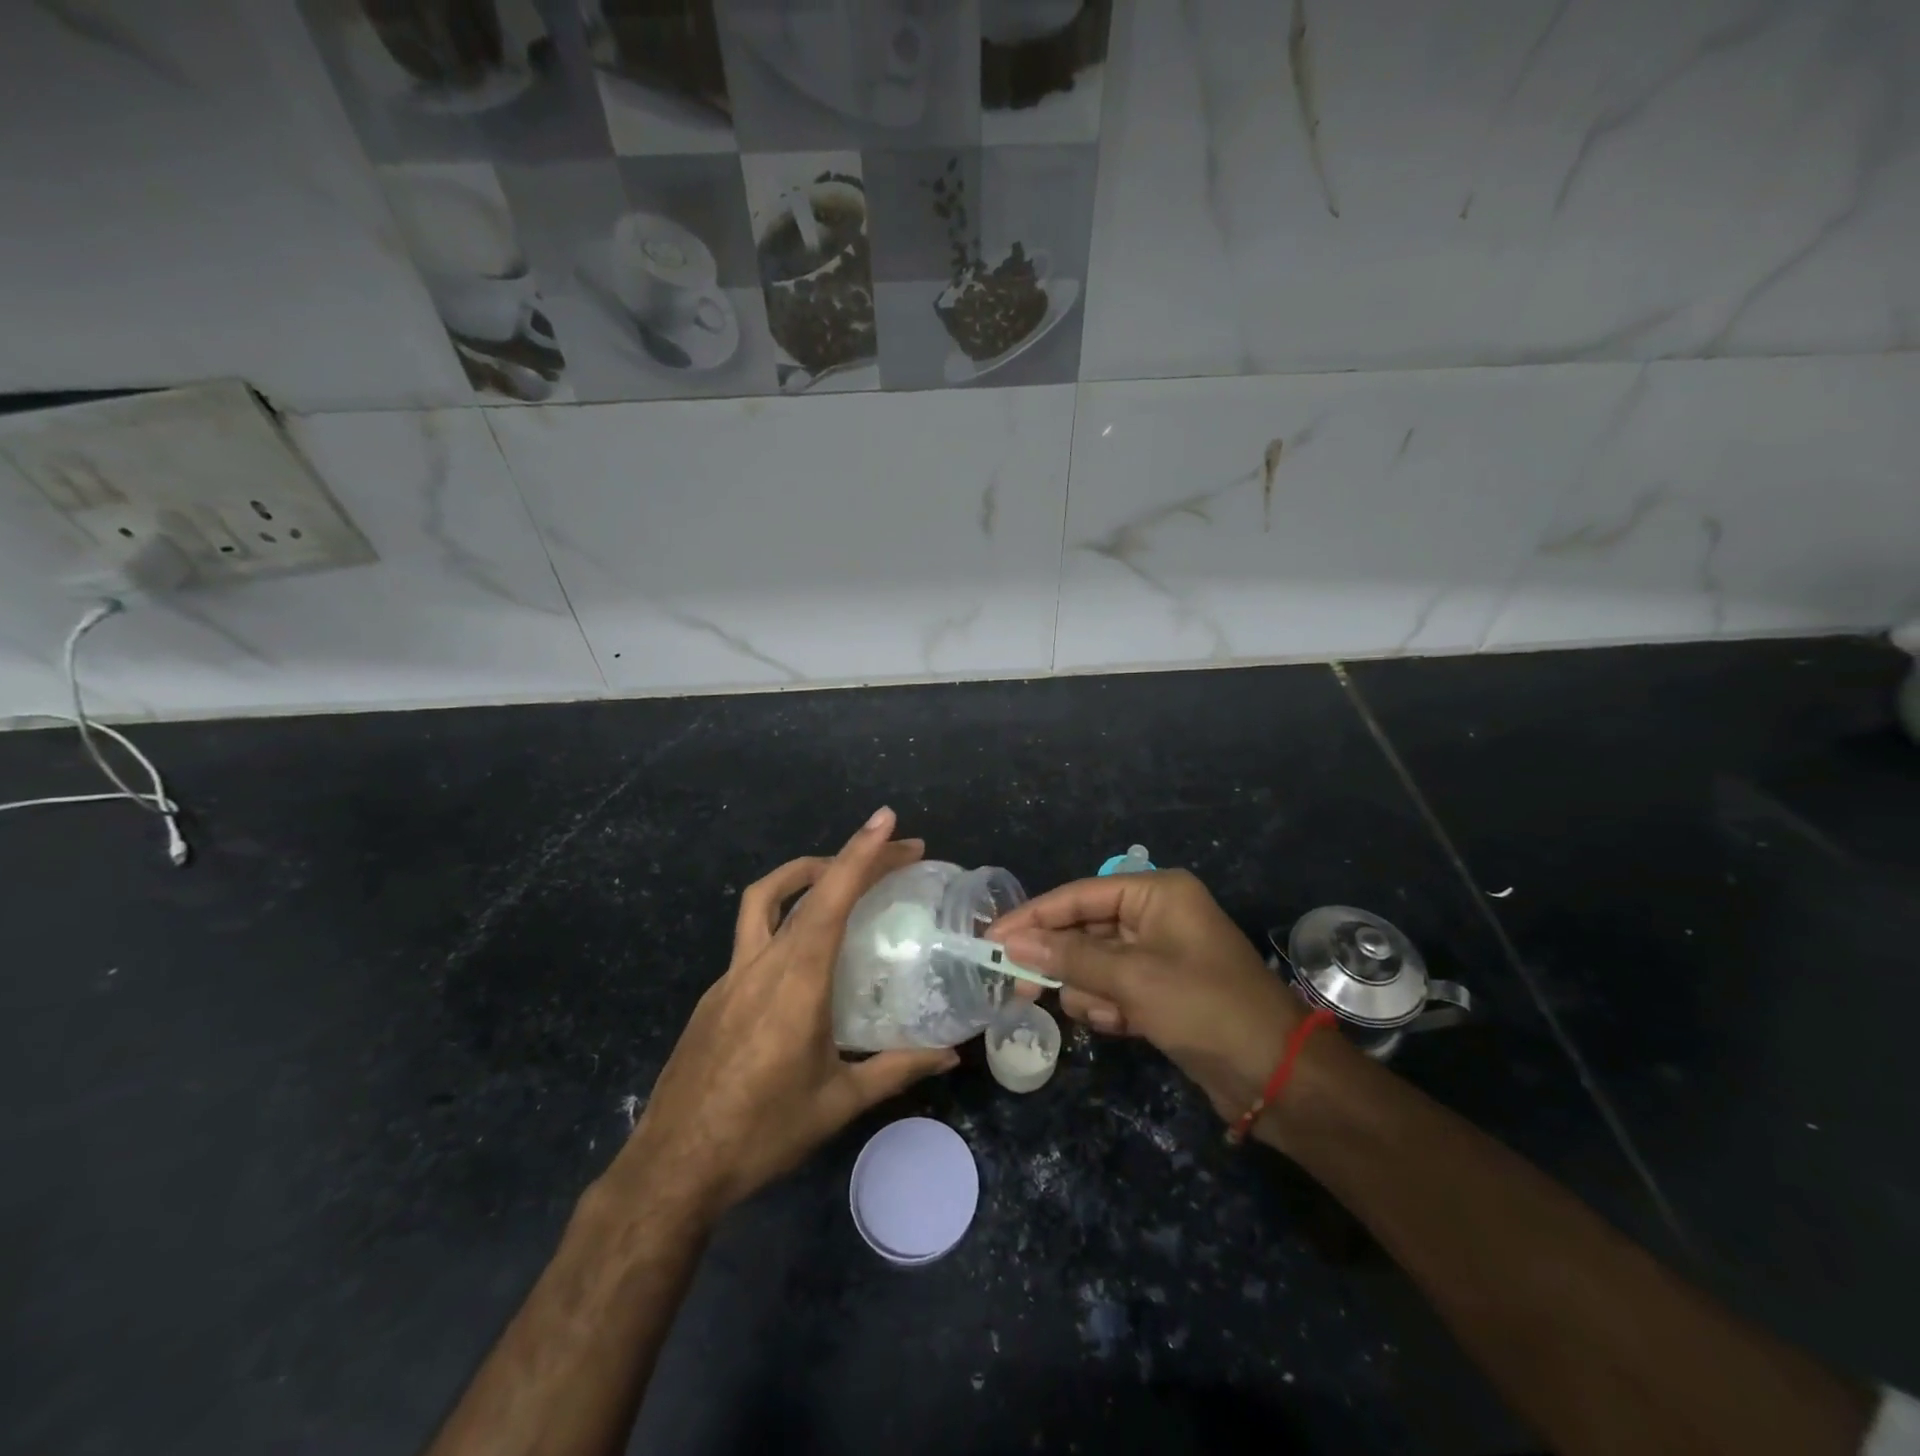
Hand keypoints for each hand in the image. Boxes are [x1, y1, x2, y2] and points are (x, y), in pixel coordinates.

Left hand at [607, 808, 958, 1217]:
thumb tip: (949, 1055)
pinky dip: (787, 917)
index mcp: (797, 982)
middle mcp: (762, 964)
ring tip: (843, 873)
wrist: (673, 1167)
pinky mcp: (716, 993)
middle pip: (806, 888)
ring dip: (806, 874)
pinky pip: (755, 936)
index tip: (887, 821)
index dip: (860, 854)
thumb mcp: (838, 1103)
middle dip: (853, 858)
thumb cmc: (761, 1133)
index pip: (831, 899)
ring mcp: (731, 975)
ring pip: (766, 900)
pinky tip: (807, 953)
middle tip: (899, 852)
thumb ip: (896, 1070)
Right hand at [993, 870, 1304, 1123]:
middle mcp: (1157, 916)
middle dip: (1061, 961)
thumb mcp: (1132, 978)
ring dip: (1090, 990)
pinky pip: (1115, 989)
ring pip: (1096, 964)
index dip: (1033, 916)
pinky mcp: (1163, 992)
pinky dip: (1109, 1006)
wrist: (1278, 1078)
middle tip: (1018, 987)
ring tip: (1106, 1013)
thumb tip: (1011, 943)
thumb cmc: (1205, 1009)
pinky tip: (1120, 1024)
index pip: (1079, 896)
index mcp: (1157, 894)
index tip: (991, 938)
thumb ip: (1069, 957)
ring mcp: (1161, 955)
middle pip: (1085, 930)